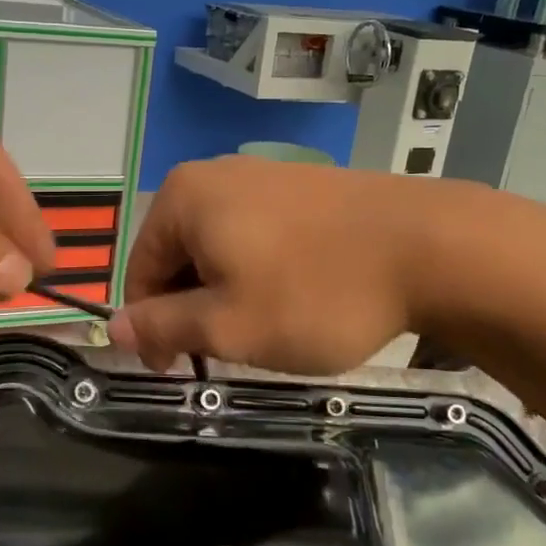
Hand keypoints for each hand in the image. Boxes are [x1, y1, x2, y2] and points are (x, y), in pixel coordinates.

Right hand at [108, 157, 467, 375]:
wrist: (431, 247)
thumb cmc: (314, 294)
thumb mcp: (228, 326)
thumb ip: (162, 327)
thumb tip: (114, 328)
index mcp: (183, 199)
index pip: (140, 272)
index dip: (154, 329)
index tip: (183, 371)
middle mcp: (215, 175)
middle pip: (179, 257)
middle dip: (194, 309)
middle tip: (232, 352)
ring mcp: (263, 174)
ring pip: (220, 249)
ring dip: (228, 295)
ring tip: (268, 328)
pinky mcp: (304, 185)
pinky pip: (258, 235)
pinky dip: (262, 272)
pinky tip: (297, 297)